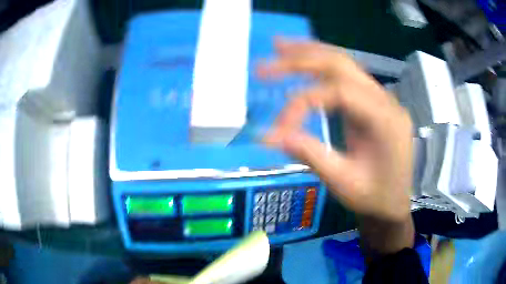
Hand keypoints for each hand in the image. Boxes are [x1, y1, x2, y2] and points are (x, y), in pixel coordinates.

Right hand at [258, 39, 413, 253]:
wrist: (393, 203)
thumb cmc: (373, 198)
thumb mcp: (342, 182)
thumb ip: (309, 154)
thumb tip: (268, 136)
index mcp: (385, 120)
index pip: (339, 92)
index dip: (303, 102)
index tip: (280, 129)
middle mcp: (386, 101)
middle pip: (342, 65)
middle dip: (303, 58)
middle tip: (270, 53)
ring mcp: (381, 98)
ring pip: (345, 63)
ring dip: (311, 52)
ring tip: (280, 45)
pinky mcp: (373, 102)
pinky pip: (347, 75)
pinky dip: (322, 64)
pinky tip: (305, 59)